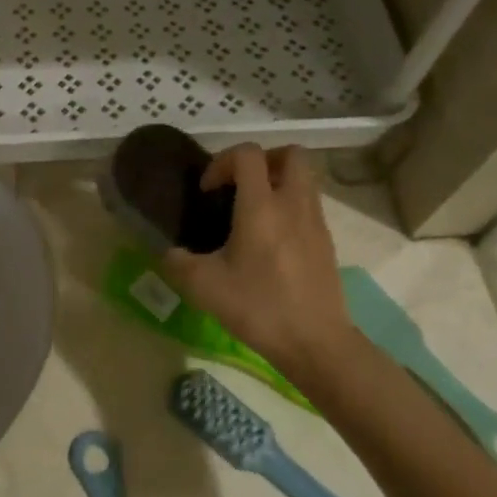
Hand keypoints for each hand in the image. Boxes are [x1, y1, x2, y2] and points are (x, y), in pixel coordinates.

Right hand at [162, 145, 357, 379]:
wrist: (315, 342)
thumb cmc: (258, 307)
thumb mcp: (203, 287)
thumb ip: (178, 262)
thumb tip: (169, 253)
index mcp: (261, 206)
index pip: (248, 154)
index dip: (222, 161)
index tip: (208, 191)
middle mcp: (293, 204)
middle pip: (289, 154)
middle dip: (261, 160)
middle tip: (239, 186)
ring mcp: (315, 221)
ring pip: (304, 177)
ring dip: (278, 182)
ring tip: (253, 212)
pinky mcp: (326, 241)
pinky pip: (309, 204)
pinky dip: (290, 207)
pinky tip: (271, 240)